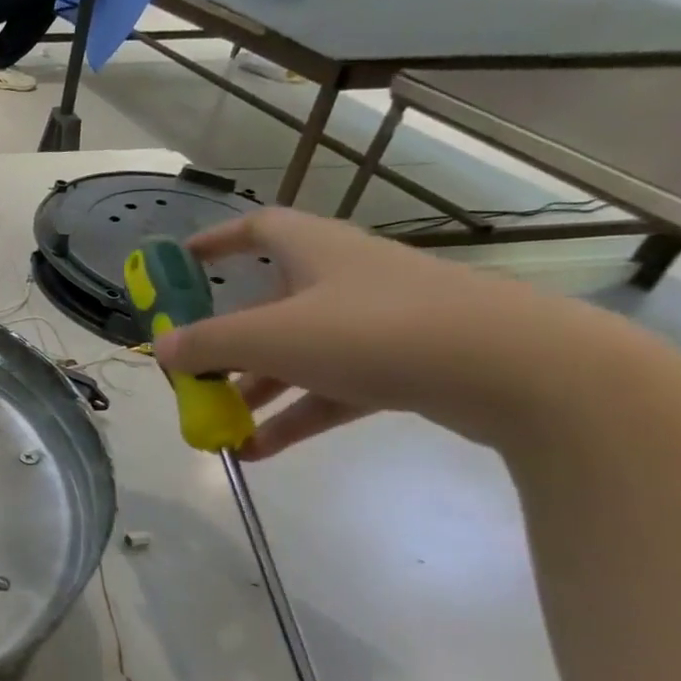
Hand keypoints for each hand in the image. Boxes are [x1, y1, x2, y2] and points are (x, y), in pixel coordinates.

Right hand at [154, 208, 610, 457]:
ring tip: (218, 430)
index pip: (258, 229)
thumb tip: (158, 349)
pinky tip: (260, 451)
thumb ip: (209, 344)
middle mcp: (344, 281)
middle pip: (269, 306)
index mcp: (315, 252)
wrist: (522, 372)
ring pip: (299, 355)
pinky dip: (296, 416)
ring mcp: (378, 326)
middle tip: (192, 376)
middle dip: (226, 344)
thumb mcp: (273, 337)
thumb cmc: (377, 331)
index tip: (181, 265)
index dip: (215, 243)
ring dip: (256, 390)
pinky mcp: (406, 367)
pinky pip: (332, 390)